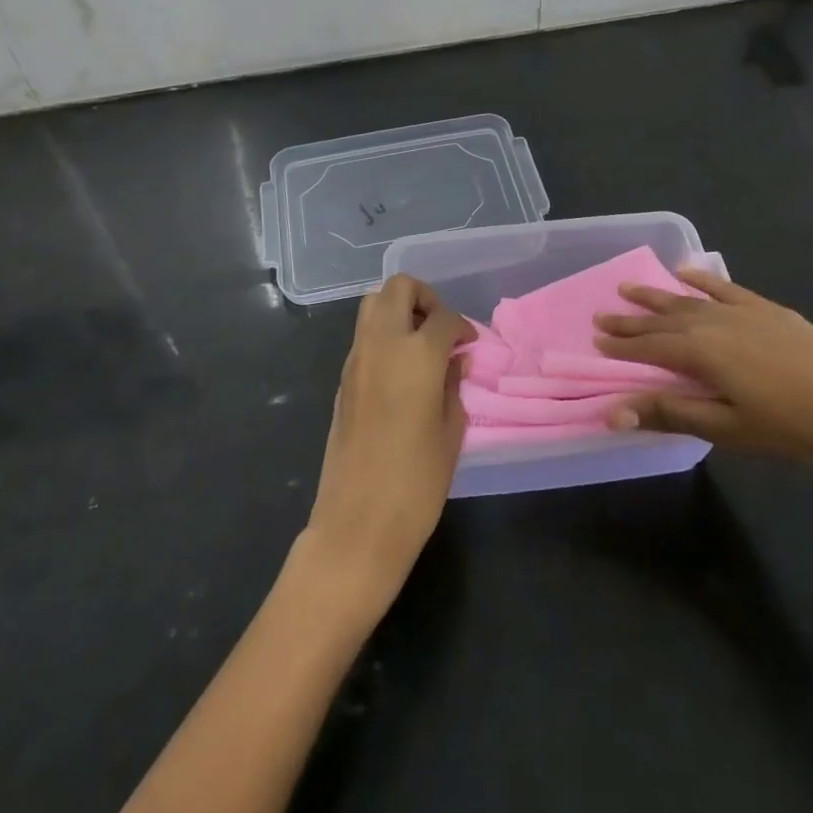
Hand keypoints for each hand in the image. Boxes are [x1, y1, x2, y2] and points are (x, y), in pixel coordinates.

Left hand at [300, 275, 467, 617]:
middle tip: (441, 329)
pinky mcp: (342, 379)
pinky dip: (383, 334)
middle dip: (425, 297)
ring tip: (421, 344)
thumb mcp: (450, 432)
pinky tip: (401, 370)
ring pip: (373, 303)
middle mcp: (382, 344)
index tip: (471, 345)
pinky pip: (363, 335)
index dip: (463, 327)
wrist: (357, 524)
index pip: (444, 317)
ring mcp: (356, 359)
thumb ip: (453, 386)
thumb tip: (455, 361)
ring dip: (399, 310)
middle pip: (398, 288)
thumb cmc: (416, 482)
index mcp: (416, 353)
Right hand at [595, 268, 812, 469]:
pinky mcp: (766, 309)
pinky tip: (686, 272)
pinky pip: (724, 287)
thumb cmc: (790, 427)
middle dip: (631, 319)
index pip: (649, 346)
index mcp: (701, 352)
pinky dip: (701, 280)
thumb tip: (612, 412)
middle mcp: (713, 322)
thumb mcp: (726, 427)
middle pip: (663, 320)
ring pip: (688, 300)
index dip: (622, 345)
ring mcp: (741, 311)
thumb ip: (669, 413)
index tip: (596, 339)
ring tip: (630, 288)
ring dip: (657, 296)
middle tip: (602, 315)